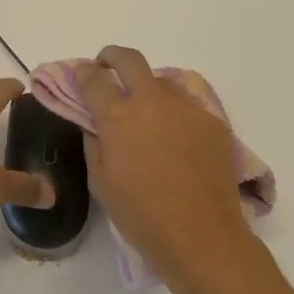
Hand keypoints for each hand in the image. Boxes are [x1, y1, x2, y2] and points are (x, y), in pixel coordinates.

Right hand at [77, 46, 255, 286]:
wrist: (202, 237)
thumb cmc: (141, 215)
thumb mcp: (100, 182)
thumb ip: (94, 143)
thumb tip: (94, 124)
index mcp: (117, 117)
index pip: (93, 78)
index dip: (83, 72)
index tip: (81, 73)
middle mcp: (151, 102)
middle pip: (129, 59)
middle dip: (112, 57)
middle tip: (107, 67)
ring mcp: (186, 109)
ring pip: (162, 80)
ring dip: (147, 87)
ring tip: (146, 112)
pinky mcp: (212, 122)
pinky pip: (188, 106)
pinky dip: (175, 113)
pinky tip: (176, 139)